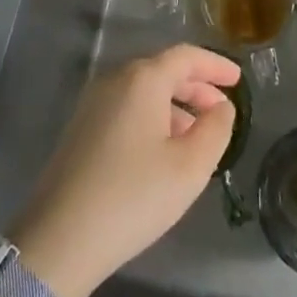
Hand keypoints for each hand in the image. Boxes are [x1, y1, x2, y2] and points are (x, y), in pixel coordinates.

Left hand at [8, 45, 239, 296]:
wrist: (58, 240)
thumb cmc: (133, 196)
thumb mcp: (189, 168)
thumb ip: (215, 130)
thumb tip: (222, 107)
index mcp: (143, 78)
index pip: (187, 56)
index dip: (215, 65)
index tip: (238, 79)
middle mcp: (116, 79)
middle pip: (164, 71)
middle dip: (197, 88)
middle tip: (221, 110)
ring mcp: (93, 103)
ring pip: (144, 92)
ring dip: (175, 107)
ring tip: (196, 138)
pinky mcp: (80, 129)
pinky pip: (126, 109)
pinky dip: (152, 119)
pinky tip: (161, 152)